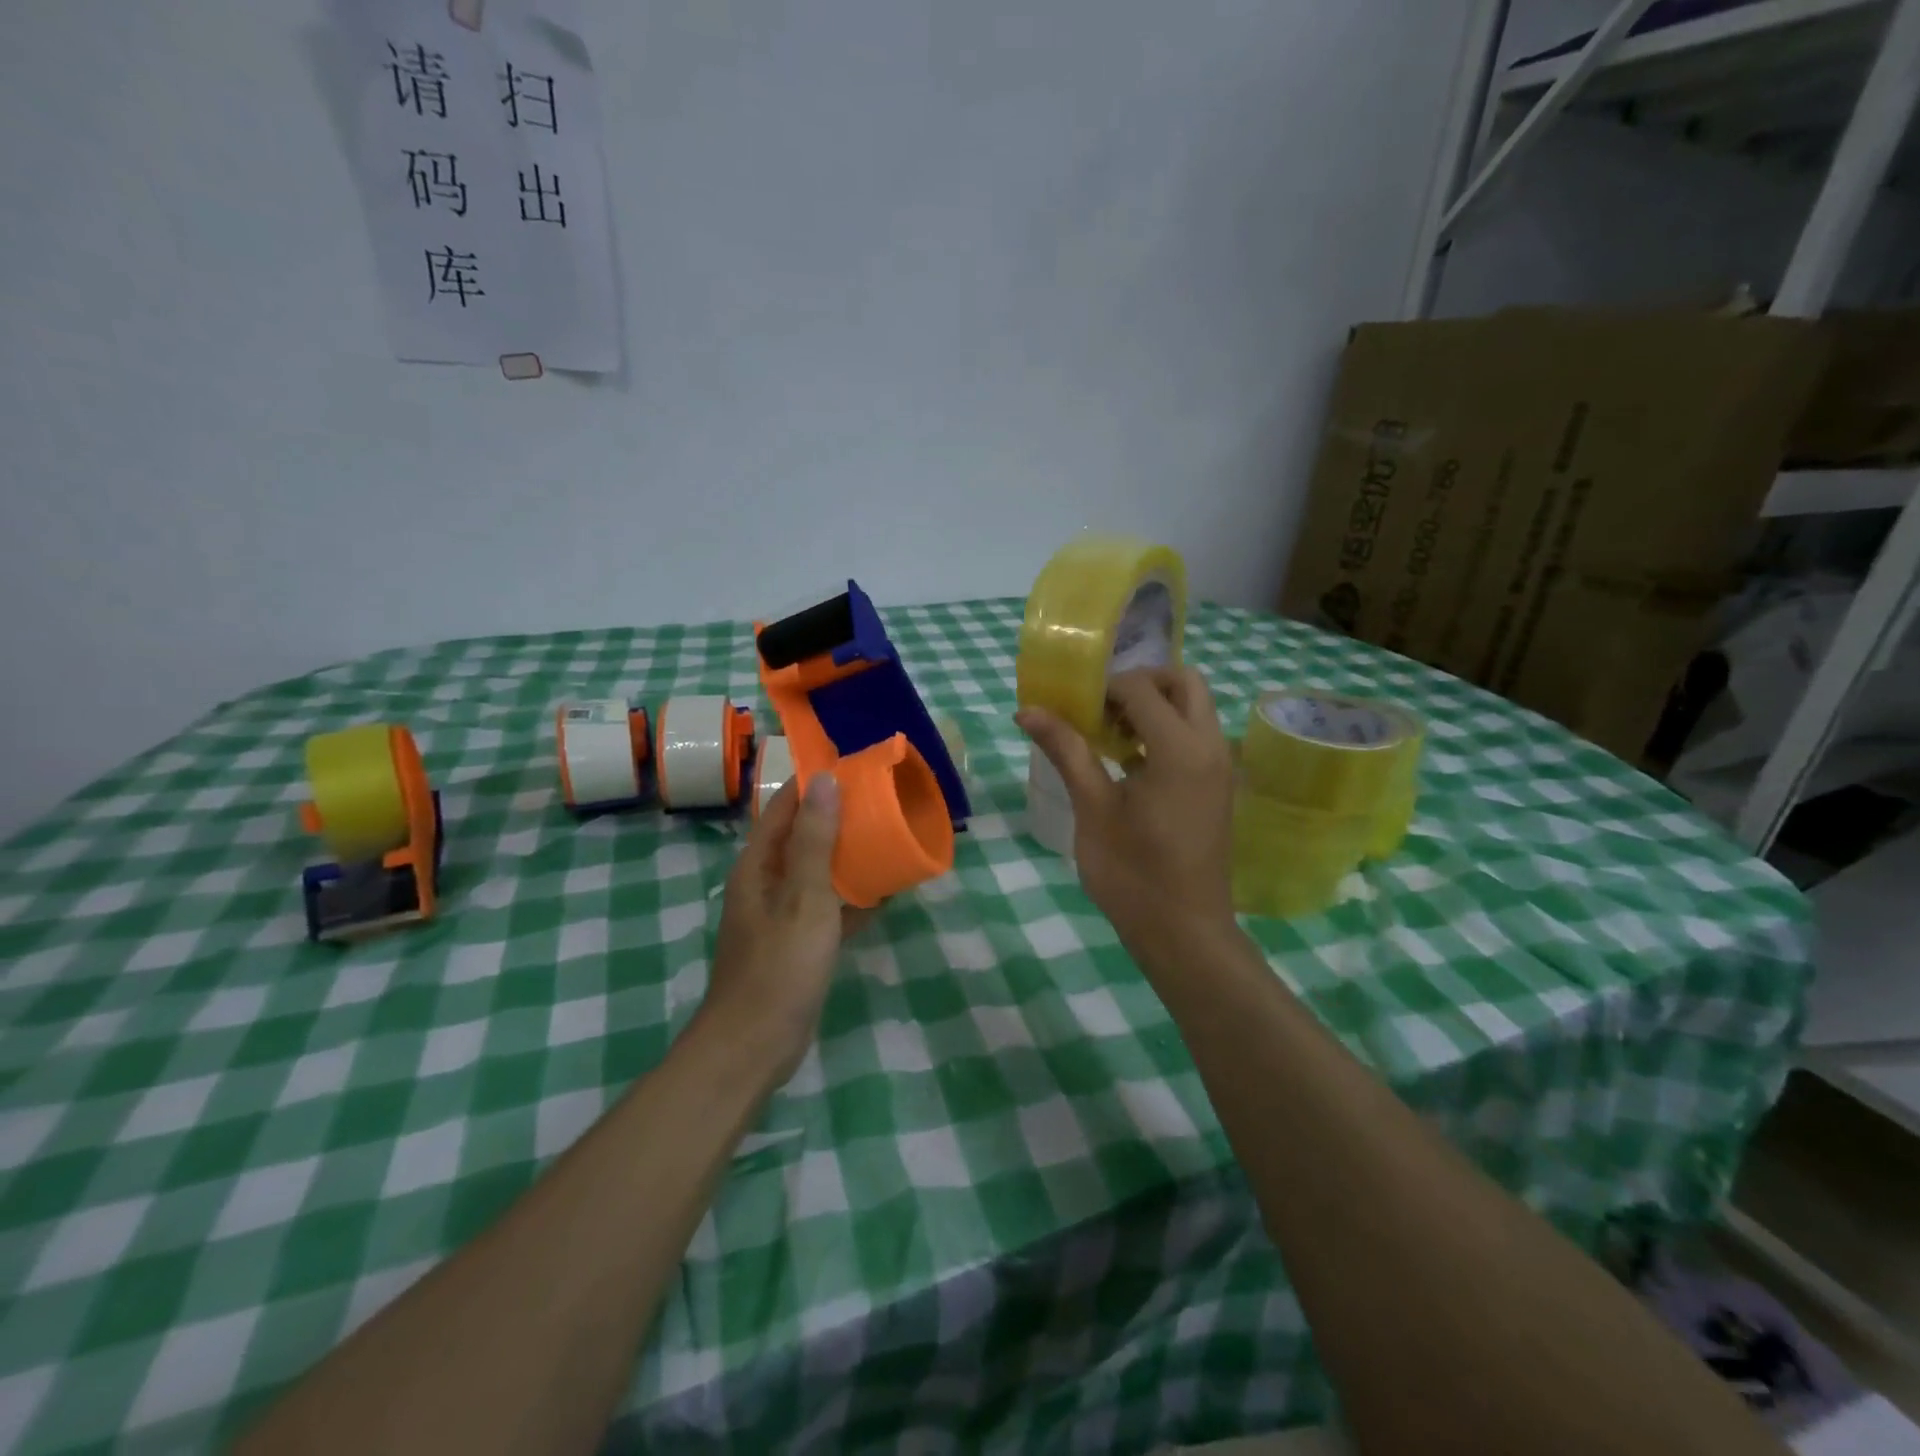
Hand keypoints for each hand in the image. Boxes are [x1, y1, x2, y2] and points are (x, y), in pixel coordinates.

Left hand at [702, 774, 870, 1084]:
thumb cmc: (779, 965)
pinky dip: (851, 898)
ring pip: (817, 872)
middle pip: (803, 836)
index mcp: (759, 864)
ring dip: (848, 857)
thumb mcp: (804, 897)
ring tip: (888, 840)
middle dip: (838, 818)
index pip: (785, 806)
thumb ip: (816, 840)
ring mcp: (781, 915)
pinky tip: (884, 895)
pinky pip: (827, 908)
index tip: (856, 768)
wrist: (754, 1046)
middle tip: (883, 802)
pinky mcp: (797, 943)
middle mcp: (765, 882)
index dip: (816, 784)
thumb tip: (826, 780)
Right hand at [1017, 667, 1235, 945]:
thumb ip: (1066, 751)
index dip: (1102, 689)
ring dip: (1154, 707)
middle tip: (1100, 709)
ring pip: (1194, 707)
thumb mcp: (1093, 808)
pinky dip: (1166, 730)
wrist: (1184, 932)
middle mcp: (1210, 746)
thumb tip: (1028, 711)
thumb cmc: (1133, 873)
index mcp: (1180, 748)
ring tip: (1109, 736)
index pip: (1140, 689)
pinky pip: (1197, 735)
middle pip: (1183, 682)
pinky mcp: (1218, 785)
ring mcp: (1220, 766)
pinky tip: (1128, 763)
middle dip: (1140, 684)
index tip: (1072, 708)